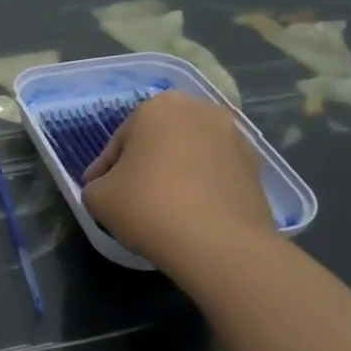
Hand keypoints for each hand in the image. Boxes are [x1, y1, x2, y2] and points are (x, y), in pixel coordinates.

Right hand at [81, 92, 275, 268]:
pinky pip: (214, 176)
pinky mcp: (255, 170)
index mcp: (158, 106)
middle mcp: (201, 111)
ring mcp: (235, 138)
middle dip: (143, 164)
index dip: (105, 170)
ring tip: (160, 208)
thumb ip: (95, 185)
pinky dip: (199, 189)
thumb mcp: (97, 197)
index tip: (98, 191)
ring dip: (174, 175)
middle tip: (128, 196)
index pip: (119, 141)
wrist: (219, 244)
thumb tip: (107, 188)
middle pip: (158, 141)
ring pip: (189, 156)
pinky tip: (188, 216)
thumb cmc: (148, 206)